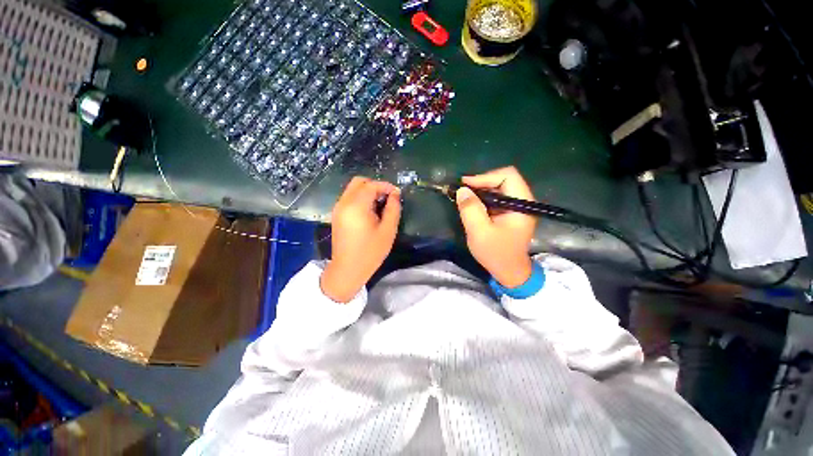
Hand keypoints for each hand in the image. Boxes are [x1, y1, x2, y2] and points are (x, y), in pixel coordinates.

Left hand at [321, 177, 400, 302]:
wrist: (347, 270)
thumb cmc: (370, 252)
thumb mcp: (388, 231)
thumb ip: (393, 209)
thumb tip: (395, 195)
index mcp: (356, 206)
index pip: (371, 186)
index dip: (386, 186)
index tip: (397, 193)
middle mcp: (344, 203)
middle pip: (358, 182)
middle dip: (375, 185)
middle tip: (387, 197)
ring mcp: (338, 209)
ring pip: (352, 189)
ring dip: (367, 191)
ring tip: (380, 204)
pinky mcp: (336, 215)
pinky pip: (349, 198)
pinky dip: (360, 198)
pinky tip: (370, 211)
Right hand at [456, 167, 536, 287]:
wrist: (509, 272)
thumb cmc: (496, 253)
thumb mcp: (479, 232)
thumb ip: (470, 209)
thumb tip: (462, 190)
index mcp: (521, 204)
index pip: (507, 176)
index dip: (485, 177)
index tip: (465, 185)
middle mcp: (522, 201)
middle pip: (503, 179)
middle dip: (481, 183)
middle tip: (463, 191)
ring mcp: (517, 207)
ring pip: (498, 188)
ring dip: (480, 191)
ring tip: (465, 198)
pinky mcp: (510, 213)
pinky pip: (496, 198)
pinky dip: (483, 199)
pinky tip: (472, 205)